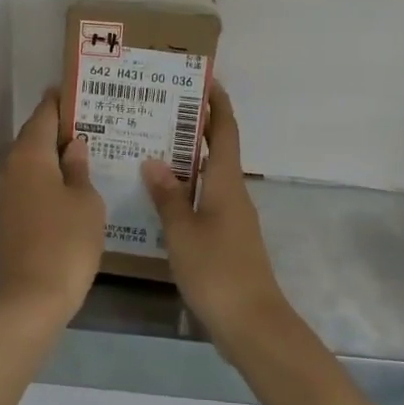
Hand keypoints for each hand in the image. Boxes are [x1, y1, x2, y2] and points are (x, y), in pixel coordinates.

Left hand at [0, 90, 105, 324]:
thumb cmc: (65, 243)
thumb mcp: (86, 202)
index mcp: (29, 156)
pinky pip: (29, 187)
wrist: (30, 300)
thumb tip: (73, 146)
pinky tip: (70, 187)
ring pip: (31, 165)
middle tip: (90, 122)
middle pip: (33, 138)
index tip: (76, 91)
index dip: (58, 102)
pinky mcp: (7, 220)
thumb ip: (79, 169)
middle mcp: (11, 169)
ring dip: (53, 157)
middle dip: (58, 129)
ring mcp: (5, 197)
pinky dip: (48, 180)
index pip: (43, 116)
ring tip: (85, 153)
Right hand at [142, 82, 292, 348]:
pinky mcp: (227, 240)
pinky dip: (186, 190)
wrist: (252, 323)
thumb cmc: (217, 270)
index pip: (225, 132)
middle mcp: (233, 194)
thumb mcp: (183, 231)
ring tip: (152, 149)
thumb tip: (154, 161)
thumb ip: (167, 196)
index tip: (205, 81)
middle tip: (161, 112)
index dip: (218, 105)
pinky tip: (161, 198)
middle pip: (217, 151)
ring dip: (187, 160)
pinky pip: (205, 201)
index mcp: (226, 183)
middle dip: (196, 128)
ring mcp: (232, 218)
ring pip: (209, 177)